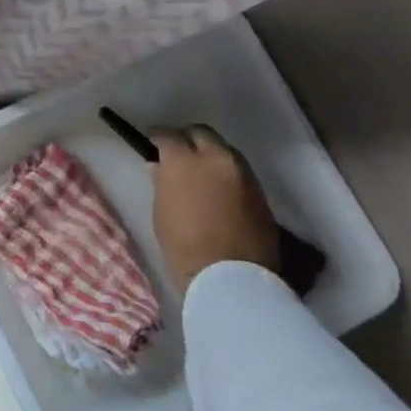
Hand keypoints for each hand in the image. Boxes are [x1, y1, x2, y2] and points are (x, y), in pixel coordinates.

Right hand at [150, 125, 278, 295]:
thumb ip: (162, 182)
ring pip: (223, 150)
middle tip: (176, 152)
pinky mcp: (260, 191)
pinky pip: (238, 171)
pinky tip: (217, 189)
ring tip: (199, 172)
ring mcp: (243, 174)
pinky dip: (225, 173)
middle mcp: (217, 158)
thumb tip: (160, 166)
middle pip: (201, 133)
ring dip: (209, 154)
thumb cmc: (183, 246)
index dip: (157, 137)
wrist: (231, 277)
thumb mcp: (161, 212)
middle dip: (186, 138)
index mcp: (185, 162)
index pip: (168, 135)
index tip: (150, 143)